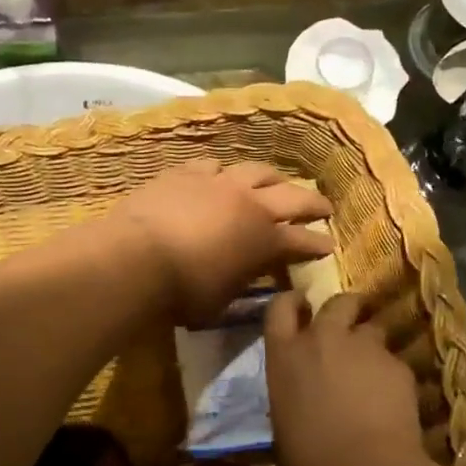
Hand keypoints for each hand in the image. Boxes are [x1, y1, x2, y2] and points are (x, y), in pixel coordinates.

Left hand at [110, 159, 330, 323]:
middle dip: (312, 202)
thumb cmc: (183, 291)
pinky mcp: (186, 173)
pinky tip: (220, 175)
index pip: (301, 241)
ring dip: (272, 178)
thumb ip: (242, 281)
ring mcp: (218, 183)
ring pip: (256, 170)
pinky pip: (212, 165)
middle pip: (291, 196)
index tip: (329, 245)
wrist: (137, 257)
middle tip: (323, 206)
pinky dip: (222, 172)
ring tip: (276, 181)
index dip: (317, 244)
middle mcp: (249, 204)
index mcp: (264, 240)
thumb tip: (250, 274)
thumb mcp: (223, 299)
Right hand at [265, 292, 427, 465]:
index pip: (280, 307)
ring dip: (372, 344)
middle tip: (351, 325)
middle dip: (347, 309)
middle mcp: (322, 338)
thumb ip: (295, 389)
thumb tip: (307, 391)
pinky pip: (395, 362)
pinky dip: (393, 377)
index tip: (301, 305)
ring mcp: (364, 347)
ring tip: (374, 372)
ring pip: (373, 329)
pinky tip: (394, 404)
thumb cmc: (308, 459)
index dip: (292, 302)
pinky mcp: (398, 365)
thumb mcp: (285, 418)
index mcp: (285, 355)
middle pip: (337, 303)